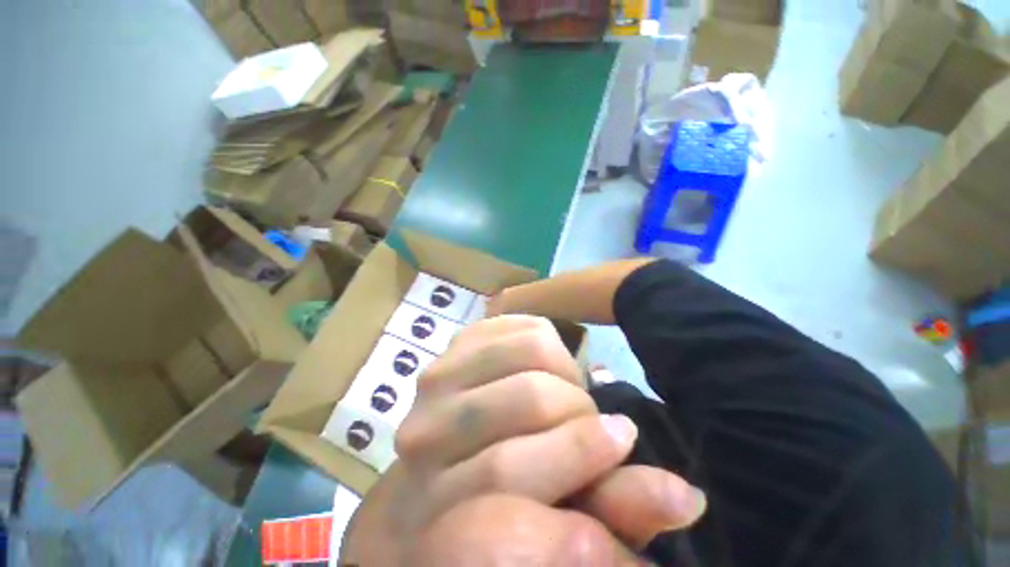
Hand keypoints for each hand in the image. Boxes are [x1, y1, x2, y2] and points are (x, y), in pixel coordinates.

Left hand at [340, 316, 704, 564]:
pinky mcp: (456, 343)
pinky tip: (547, 366)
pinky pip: (519, 326)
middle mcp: (425, 436)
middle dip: (579, 409)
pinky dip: (547, 341)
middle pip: (529, 398)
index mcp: (438, 503)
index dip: (578, 456)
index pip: (510, 475)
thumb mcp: (562, 514)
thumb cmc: (504, 497)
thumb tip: (685, 498)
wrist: (450, 458)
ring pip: (528, 350)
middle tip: (597, 422)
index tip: (624, 441)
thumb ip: (615, 507)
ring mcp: (436, 380)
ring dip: (565, 373)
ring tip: (569, 393)